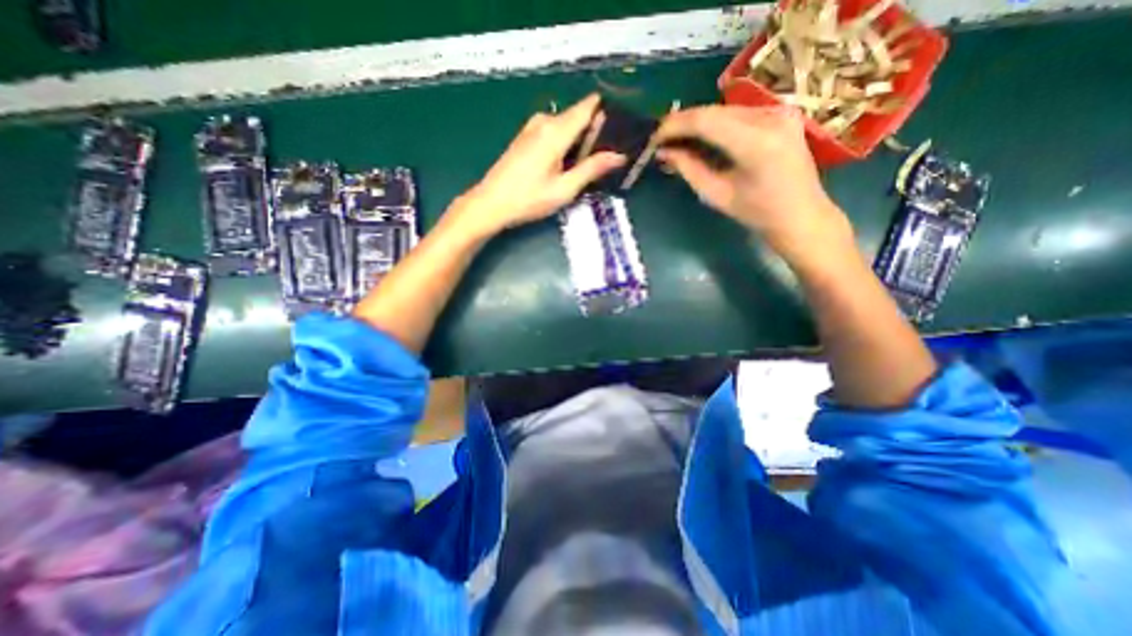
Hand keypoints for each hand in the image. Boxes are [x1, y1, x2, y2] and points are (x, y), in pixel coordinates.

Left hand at [455, 95, 627, 238]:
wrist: (491, 203)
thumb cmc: (529, 199)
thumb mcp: (564, 189)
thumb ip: (592, 169)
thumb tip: (619, 156)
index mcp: (556, 131)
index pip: (589, 107)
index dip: (607, 114)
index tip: (620, 131)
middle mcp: (545, 121)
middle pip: (579, 117)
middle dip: (594, 134)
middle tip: (605, 161)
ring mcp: (533, 127)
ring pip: (567, 126)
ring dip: (579, 142)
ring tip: (587, 167)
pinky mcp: (526, 136)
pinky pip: (554, 132)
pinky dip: (565, 144)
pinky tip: (567, 166)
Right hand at [656, 106, 848, 257]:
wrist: (801, 214)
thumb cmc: (757, 213)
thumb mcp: (716, 195)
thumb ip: (689, 169)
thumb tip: (663, 152)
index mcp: (756, 142)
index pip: (705, 121)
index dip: (675, 126)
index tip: (653, 138)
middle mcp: (771, 117)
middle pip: (714, 111)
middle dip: (683, 123)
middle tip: (661, 140)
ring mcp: (780, 111)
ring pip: (724, 110)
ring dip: (697, 123)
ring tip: (677, 140)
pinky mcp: (781, 113)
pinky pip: (737, 113)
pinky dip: (715, 124)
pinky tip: (701, 138)